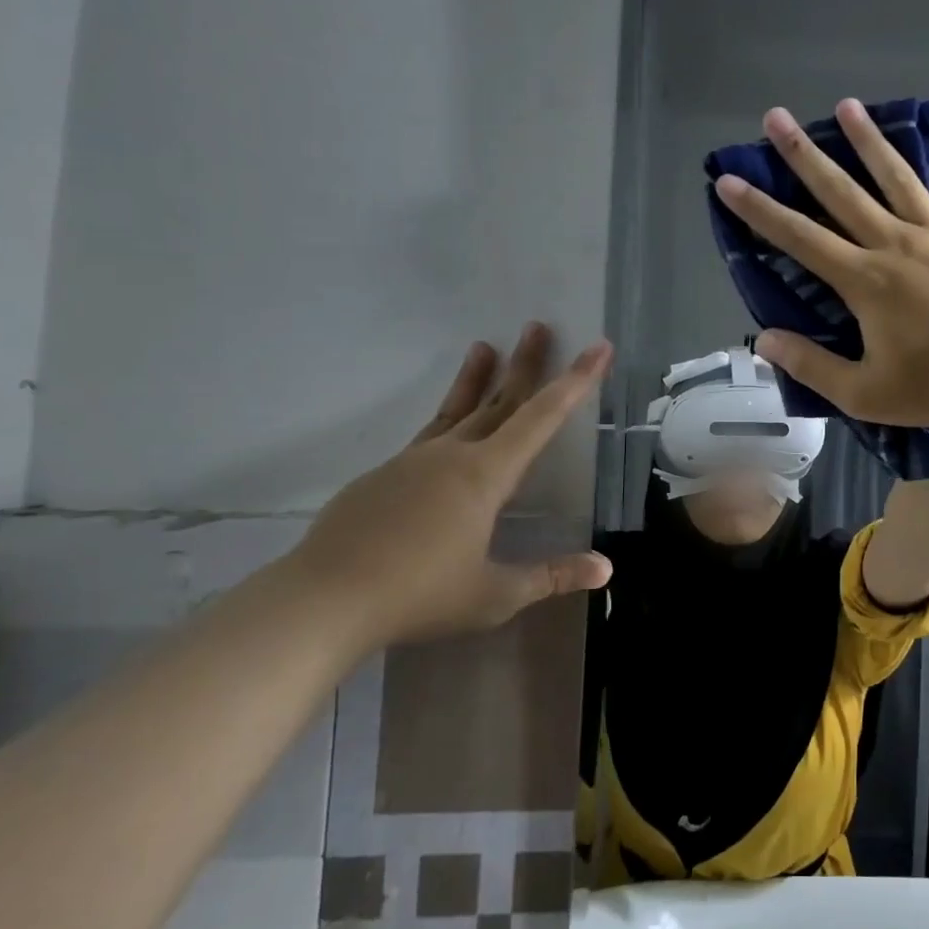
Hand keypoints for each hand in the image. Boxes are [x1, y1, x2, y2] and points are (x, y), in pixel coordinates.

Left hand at [284, 324, 613, 646]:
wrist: (322, 602)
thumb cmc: (419, 595)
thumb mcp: (495, 594)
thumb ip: (551, 576)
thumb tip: (606, 568)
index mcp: (485, 475)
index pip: (542, 417)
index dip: (575, 381)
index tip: (597, 348)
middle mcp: (450, 456)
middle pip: (498, 400)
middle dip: (524, 364)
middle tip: (537, 326)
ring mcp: (410, 463)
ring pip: (454, 411)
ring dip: (476, 380)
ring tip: (483, 347)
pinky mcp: (379, 478)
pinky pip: (425, 442)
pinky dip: (446, 425)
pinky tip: (445, 442)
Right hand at [713, 99, 928, 428]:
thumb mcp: (861, 392)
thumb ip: (810, 365)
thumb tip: (762, 340)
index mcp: (864, 280)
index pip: (800, 238)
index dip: (760, 210)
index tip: (729, 180)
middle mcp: (895, 245)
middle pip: (841, 192)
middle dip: (804, 154)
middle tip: (776, 117)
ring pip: (898, 180)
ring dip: (870, 142)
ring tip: (847, 105)